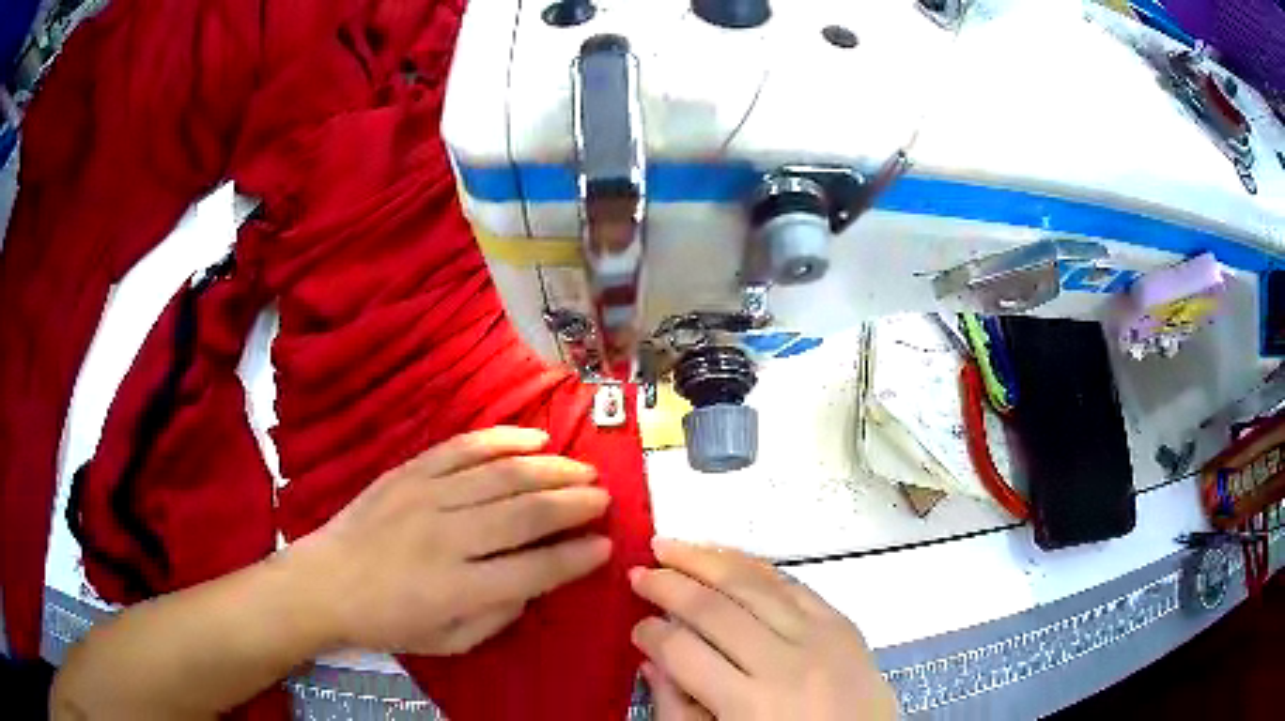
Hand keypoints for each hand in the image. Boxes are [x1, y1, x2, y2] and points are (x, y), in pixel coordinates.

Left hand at [286, 427, 611, 655]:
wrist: (326, 582)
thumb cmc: (389, 621)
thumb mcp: (449, 642)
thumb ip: (498, 615)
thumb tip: (536, 581)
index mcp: (457, 589)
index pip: (534, 569)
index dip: (576, 558)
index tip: (605, 546)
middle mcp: (446, 538)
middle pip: (524, 513)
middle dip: (573, 503)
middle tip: (603, 498)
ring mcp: (426, 496)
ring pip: (501, 475)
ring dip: (550, 469)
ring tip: (583, 469)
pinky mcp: (409, 471)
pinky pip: (463, 447)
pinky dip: (503, 440)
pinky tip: (535, 438)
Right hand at [630, 540, 896, 720]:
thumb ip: (679, 710)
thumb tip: (652, 661)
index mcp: (750, 706)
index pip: (684, 651)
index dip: (650, 633)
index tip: (635, 627)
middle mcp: (785, 664)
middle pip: (715, 609)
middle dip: (668, 584)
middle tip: (638, 572)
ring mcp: (820, 638)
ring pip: (754, 584)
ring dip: (708, 559)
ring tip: (671, 546)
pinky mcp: (843, 625)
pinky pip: (794, 584)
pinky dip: (757, 567)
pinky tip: (729, 558)